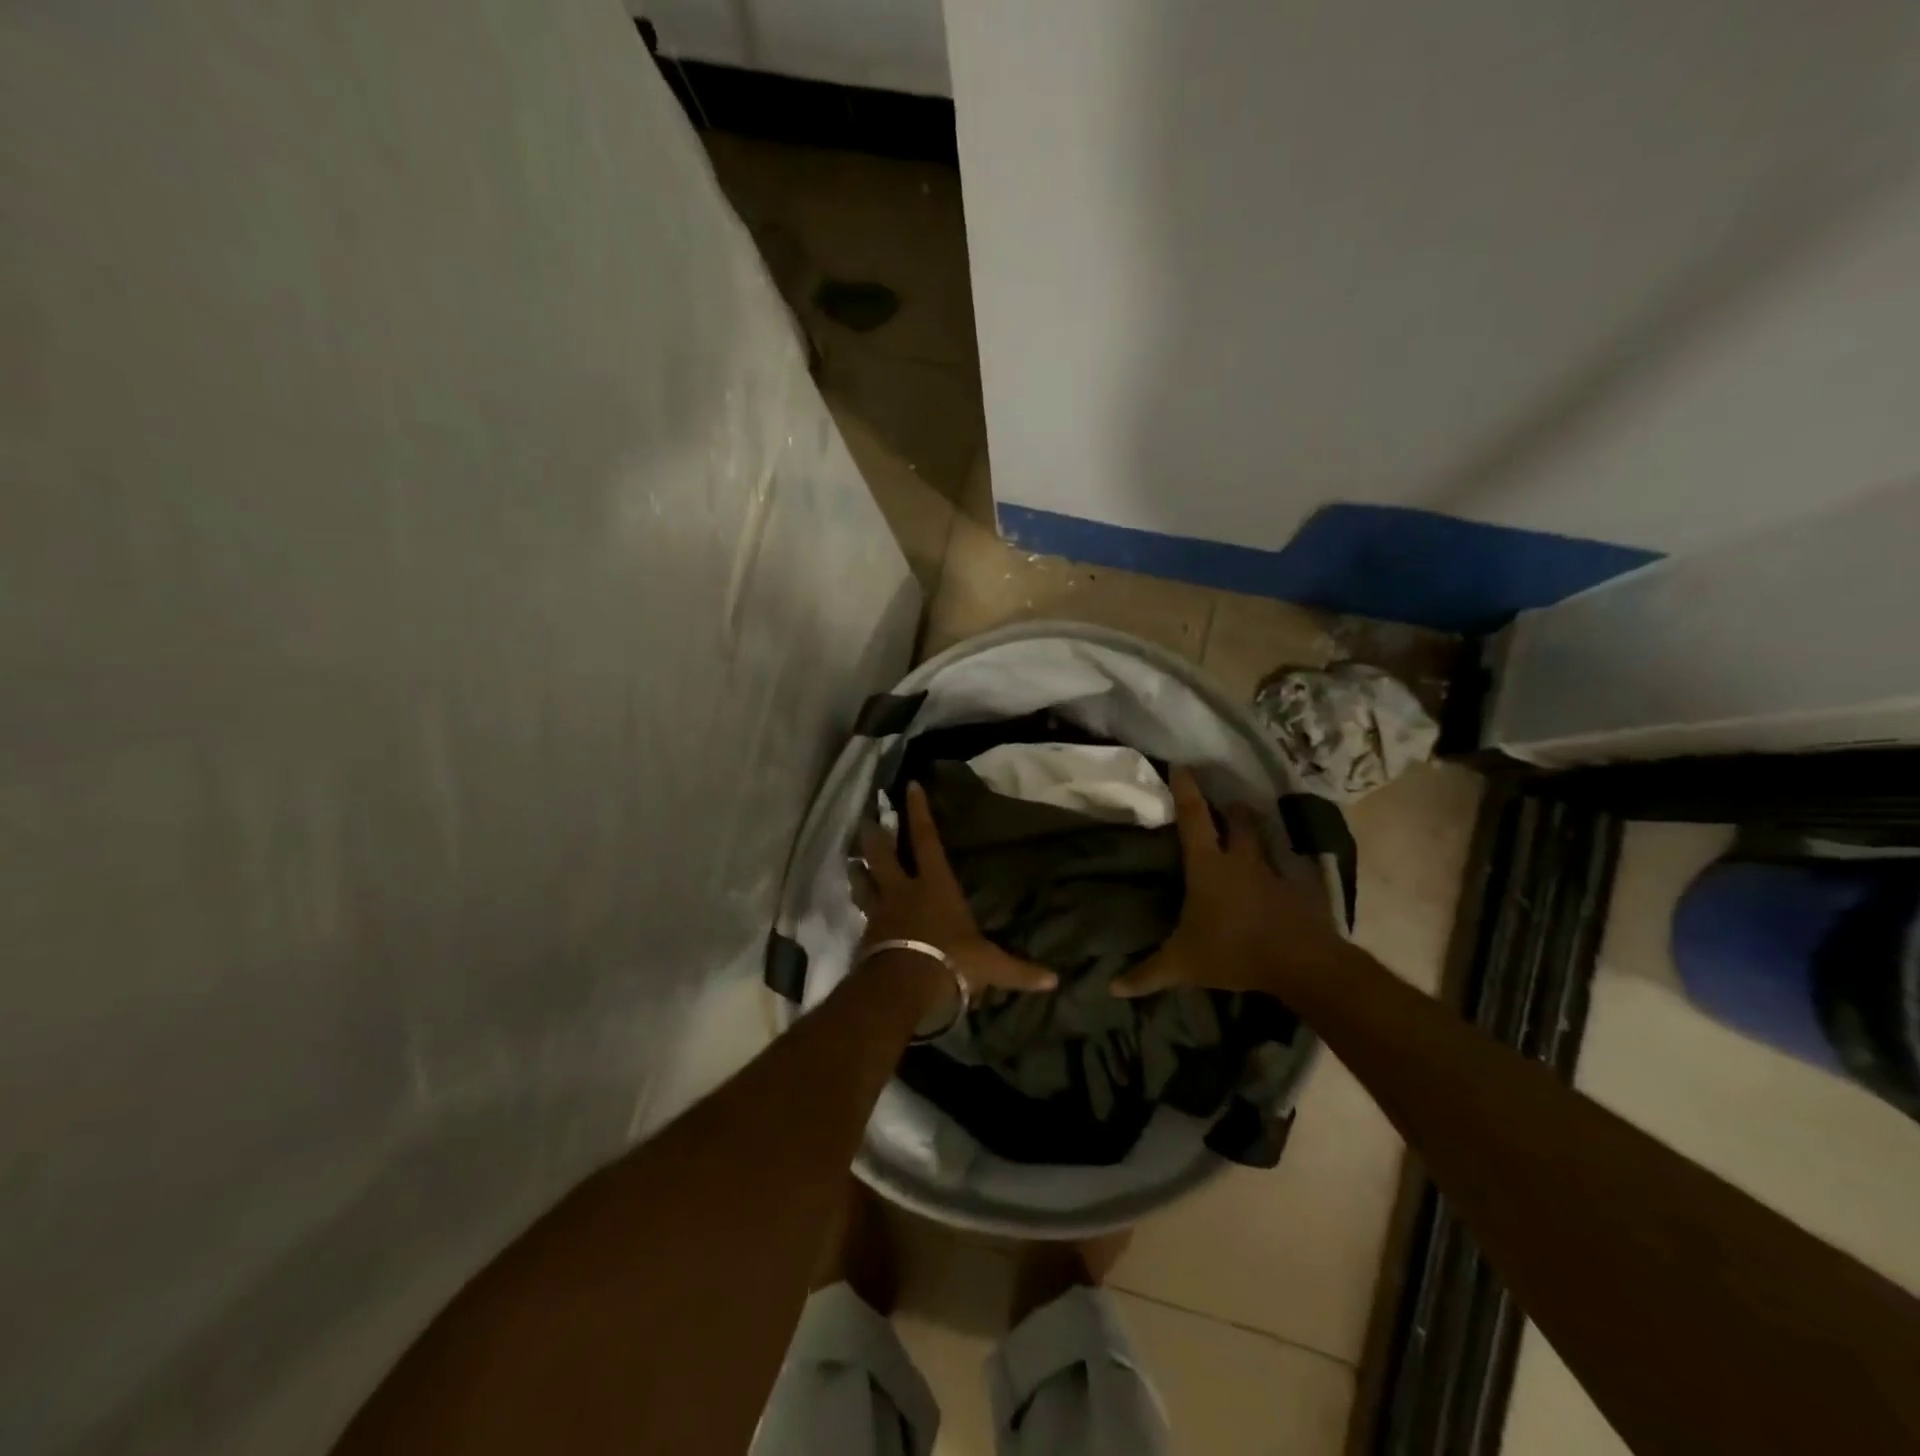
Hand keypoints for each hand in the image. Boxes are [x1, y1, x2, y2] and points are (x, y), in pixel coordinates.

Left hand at [855, 782, 1057, 995]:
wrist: (901, 987)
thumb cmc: (949, 961)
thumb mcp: (989, 966)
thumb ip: (1019, 970)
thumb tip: (1055, 981)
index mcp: (934, 885)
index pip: (926, 839)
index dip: (919, 811)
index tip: (910, 785)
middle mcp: (903, 891)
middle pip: (882, 855)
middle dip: (875, 837)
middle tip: (866, 821)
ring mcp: (881, 912)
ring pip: (864, 883)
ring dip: (858, 871)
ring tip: (853, 863)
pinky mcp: (867, 936)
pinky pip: (863, 915)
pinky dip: (862, 909)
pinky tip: (861, 914)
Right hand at [1111, 767, 1346, 998]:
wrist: (1302, 963)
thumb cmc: (1234, 951)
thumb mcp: (1183, 965)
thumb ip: (1147, 974)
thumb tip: (1111, 987)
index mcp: (1208, 866)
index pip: (1193, 817)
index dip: (1185, 790)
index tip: (1180, 765)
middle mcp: (1240, 860)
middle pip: (1238, 821)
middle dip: (1230, 808)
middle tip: (1224, 804)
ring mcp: (1272, 873)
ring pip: (1264, 840)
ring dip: (1256, 830)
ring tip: (1250, 829)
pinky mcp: (1297, 890)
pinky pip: (1285, 870)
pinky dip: (1279, 868)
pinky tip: (1275, 878)